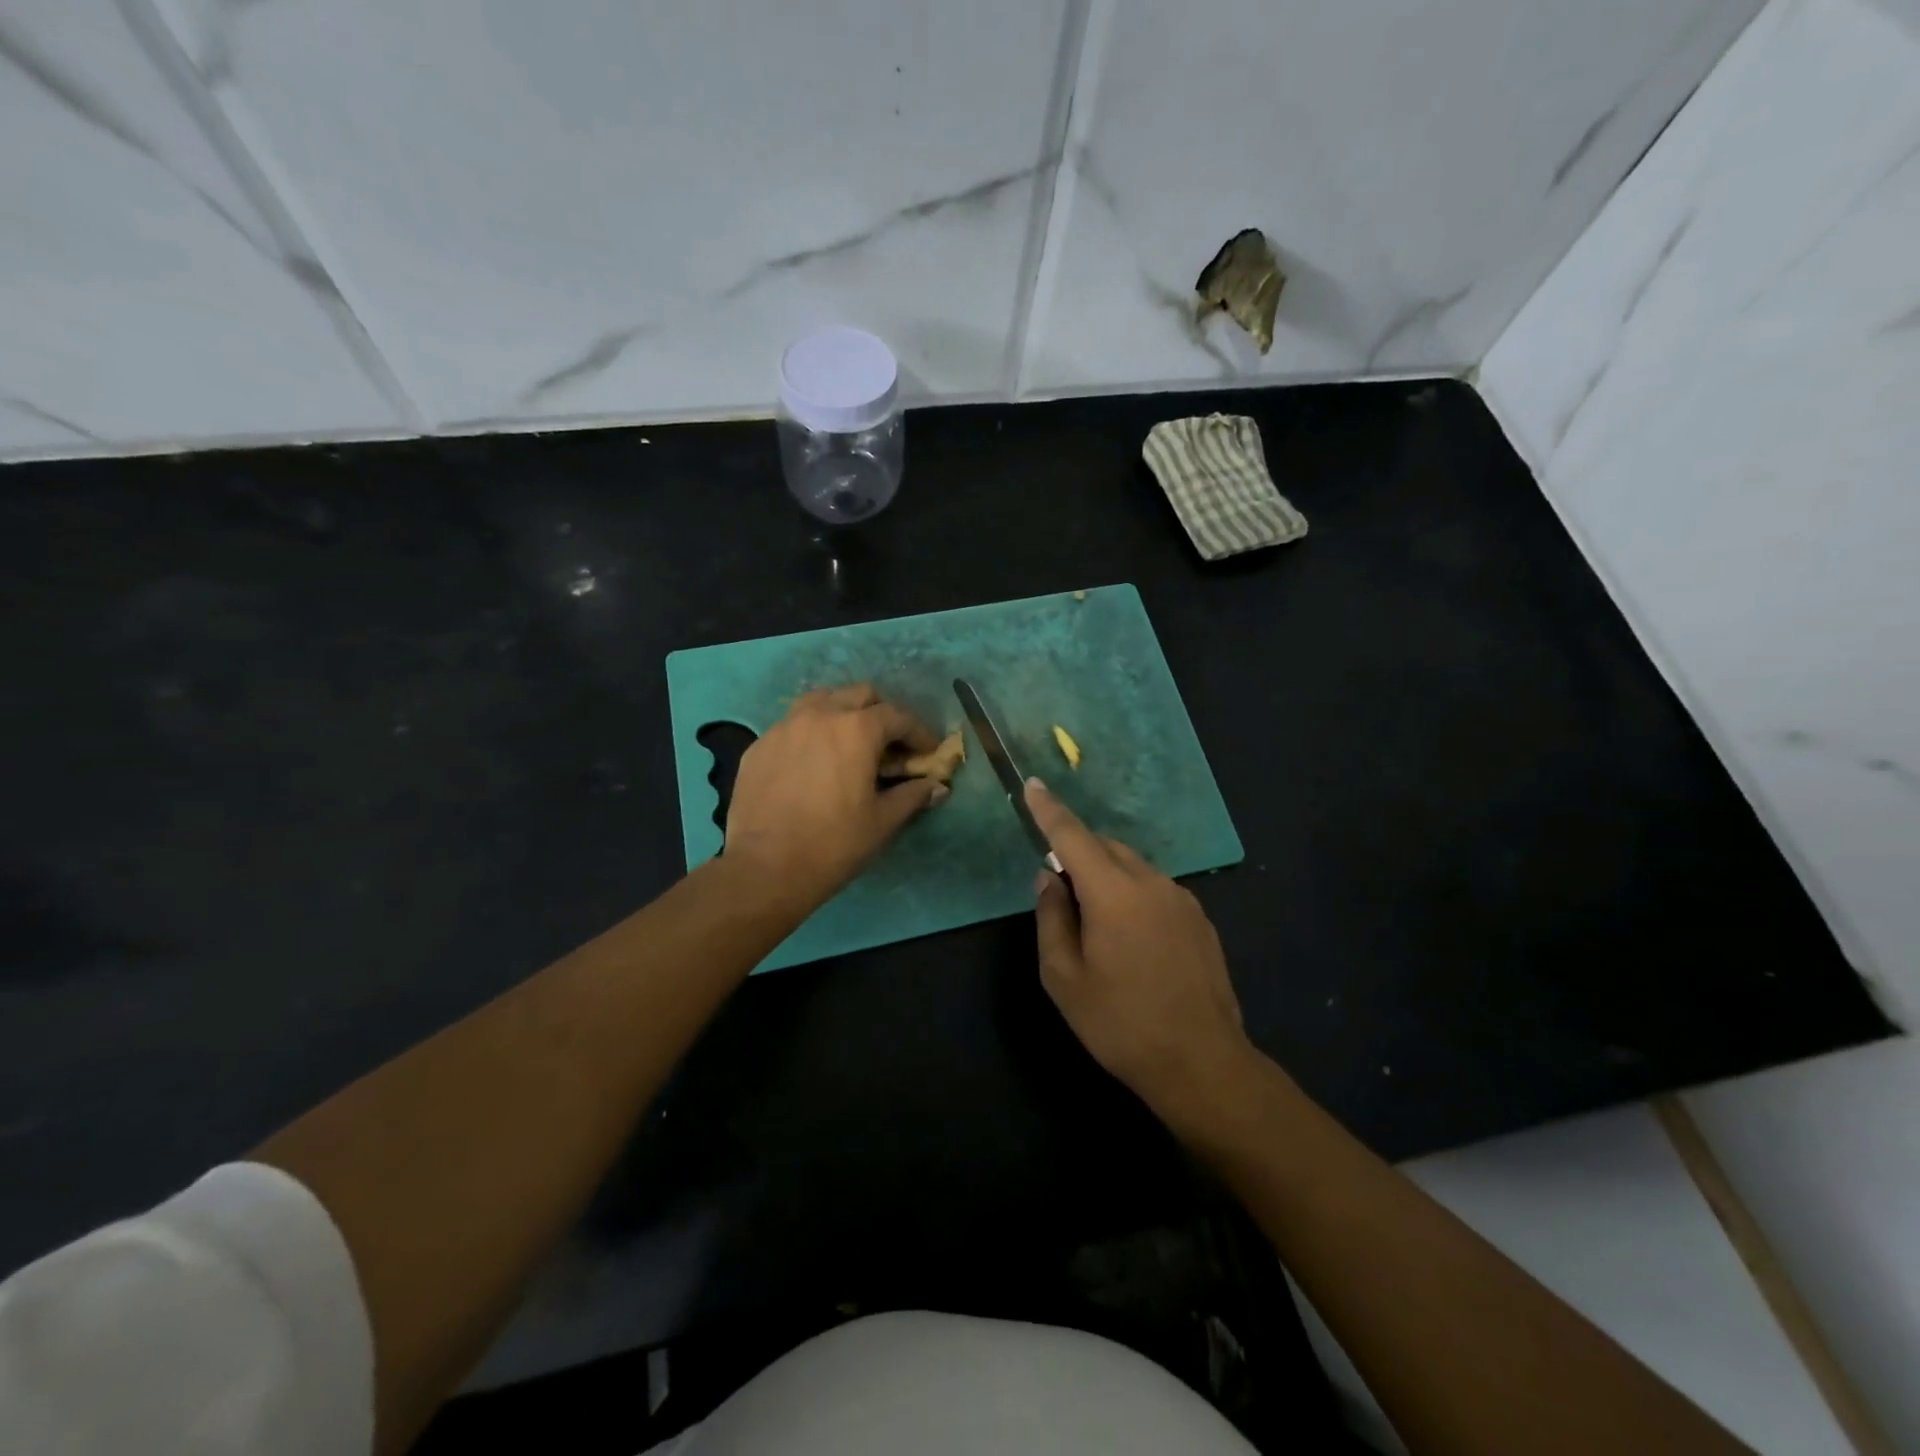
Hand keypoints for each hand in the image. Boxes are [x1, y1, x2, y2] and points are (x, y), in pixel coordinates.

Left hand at [725, 685, 947, 905]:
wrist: (765, 868)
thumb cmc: (833, 844)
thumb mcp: (882, 821)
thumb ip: (912, 796)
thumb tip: (937, 787)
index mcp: (856, 730)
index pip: (897, 716)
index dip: (918, 732)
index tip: (928, 751)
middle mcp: (819, 715)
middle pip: (860, 695)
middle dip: (881, 714)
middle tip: (890, 745)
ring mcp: (784, 727)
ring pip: (821, 700)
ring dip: (843, 713)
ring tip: (849, 743)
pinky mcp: (759, 745)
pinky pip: (792, 725)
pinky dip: (811, 733)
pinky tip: (813, 763)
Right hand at [1027, 779, 1256, 1124]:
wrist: (1202, 1063)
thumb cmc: (1120, 1023)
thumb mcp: (1064, 978)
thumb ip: (1051, 917)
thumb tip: (1049, 877)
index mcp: (1113, 893)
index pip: (1073, 837)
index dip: (1049, 810)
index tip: (1033, 784)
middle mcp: (1150, 883)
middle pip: (1105, 847)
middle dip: (1078, 851)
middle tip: (1060, 889)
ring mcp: (1181, 899)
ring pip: (1133, 866)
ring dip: (1107, 874)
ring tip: (1095, 920)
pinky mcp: (1199, 919)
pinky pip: (1155, 888)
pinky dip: (1133, 893)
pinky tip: (1132, 938)